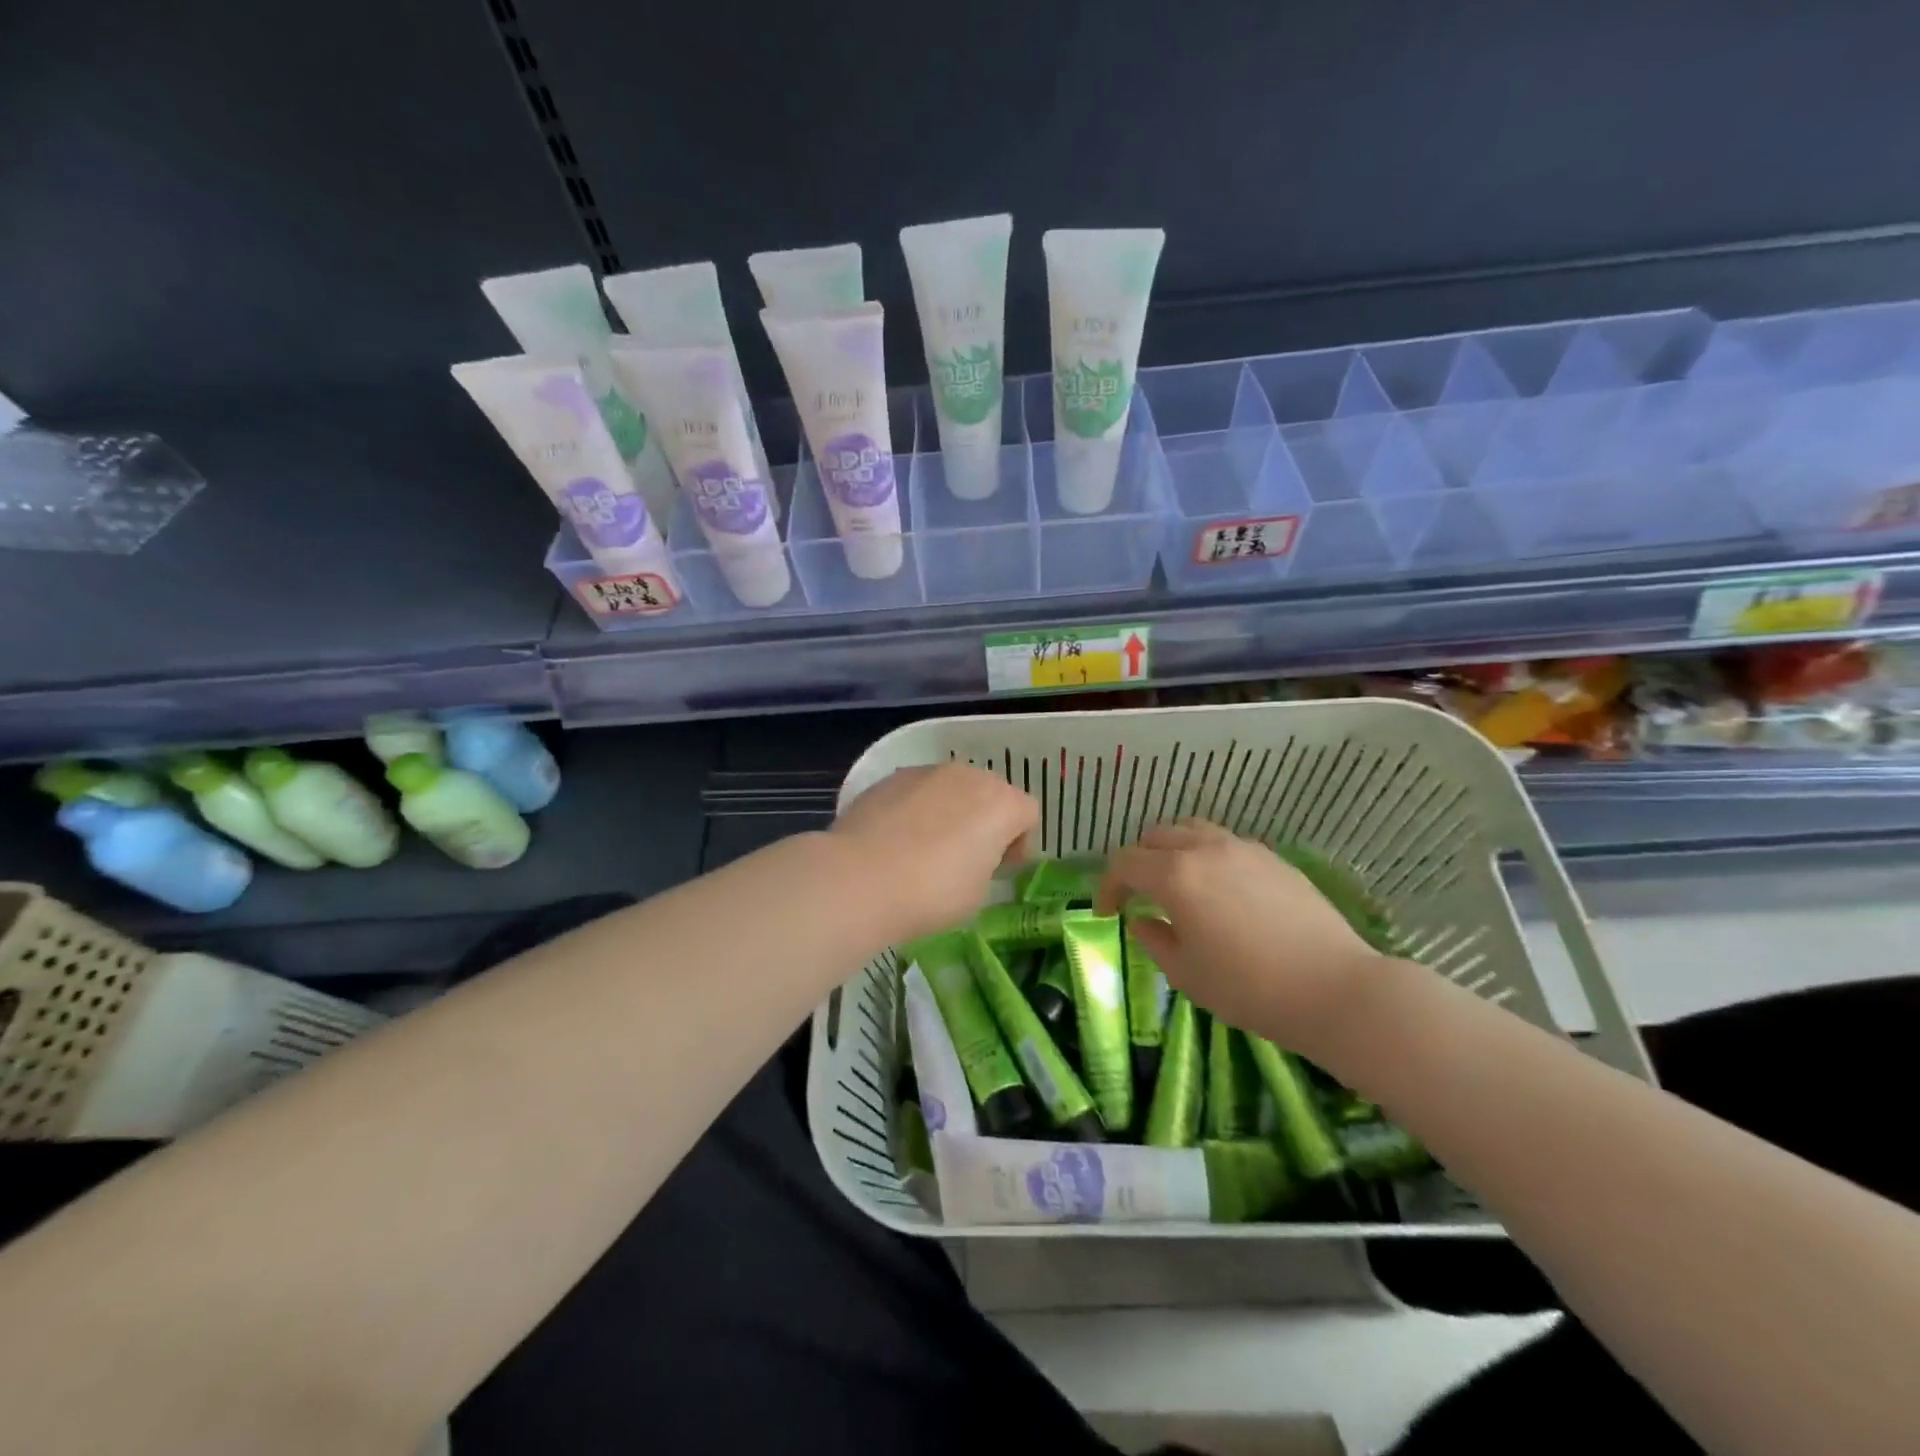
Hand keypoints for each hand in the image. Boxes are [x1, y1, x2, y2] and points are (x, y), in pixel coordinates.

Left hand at [831, 764, 1038, 943]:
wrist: (859, 878)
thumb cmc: (931, 892)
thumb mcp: (977, 892)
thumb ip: (985, 864)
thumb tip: (970, 856)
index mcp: (1000, 803)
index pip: (1027, 814)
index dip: (1019, 843)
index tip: (1001, 868)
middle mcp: (967, 776)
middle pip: (989, 792)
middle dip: (985, 820)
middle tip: (968, 857)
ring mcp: (925, 772)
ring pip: (950, 788)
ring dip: (950, 811)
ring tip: (927, 847)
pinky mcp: (890, 779)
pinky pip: (917, 792)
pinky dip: (916, 810)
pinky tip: (897, 840)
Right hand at [1094, 819, 1389, 1061]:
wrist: (1335, 988)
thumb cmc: (1249, 988)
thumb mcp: (1187, 975)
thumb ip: (1155, 941)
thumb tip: (1144, 921)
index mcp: (1176, 875)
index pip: (1124, 863)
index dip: (1107, 886)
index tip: (1108, 912)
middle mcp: (1205, 849)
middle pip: (1156, 837)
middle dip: (1138, 863)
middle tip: (1139, 896)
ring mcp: (1243, 848)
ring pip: (1192, 830)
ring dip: (1172, 851)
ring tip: (1177, 884)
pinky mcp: (1273, 858)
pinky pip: (1225, 843)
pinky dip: (1207, 856)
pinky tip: (1220, 891)